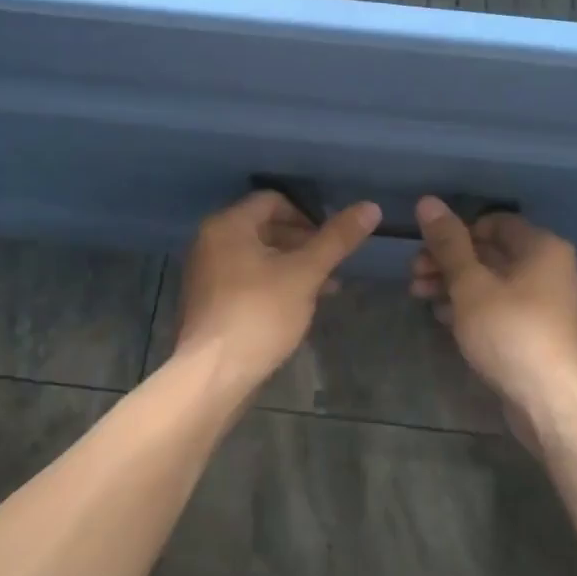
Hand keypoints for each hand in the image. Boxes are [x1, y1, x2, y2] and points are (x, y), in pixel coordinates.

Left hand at [173, 190, 380, 392]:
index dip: (306, 214)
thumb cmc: (260, 313)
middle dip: (303, 243)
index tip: (331, 238)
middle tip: (332, 264)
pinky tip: (298, 306)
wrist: (214, 375)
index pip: (272, 200)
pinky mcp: (209, 303)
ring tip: (325, 288)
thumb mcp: (305, 273)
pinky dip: (273, 284)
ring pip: (258, 257)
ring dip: (292, 266)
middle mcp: (210, 242)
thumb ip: (336, 239)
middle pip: (264, 228)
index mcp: (228, 225)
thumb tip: (370, 207)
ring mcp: (206, 274)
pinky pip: (246, 280)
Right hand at [410, 198, 576, 442]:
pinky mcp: (536, 332)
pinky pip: (499, 307)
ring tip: (419, 296)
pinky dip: (471, 307)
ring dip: (453, 284)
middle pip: (489, 251)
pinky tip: (442, 318)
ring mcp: (545, 302)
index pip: (493, 222)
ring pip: (491, 281)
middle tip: (414, 275)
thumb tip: (427, 201)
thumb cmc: (510, 332)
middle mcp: (549, 268)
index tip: (426, 249)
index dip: (456, 232)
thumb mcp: (470, 284)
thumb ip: (448, 243)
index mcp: (541, 247)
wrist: (551, 402)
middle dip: (447, 261)